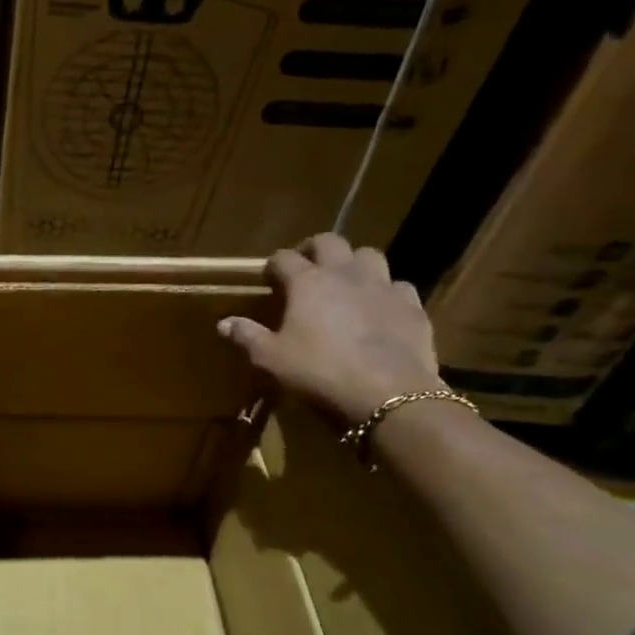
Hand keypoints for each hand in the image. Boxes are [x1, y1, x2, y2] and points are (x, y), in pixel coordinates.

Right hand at [218, 233, 446, 425]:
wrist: (389, 392)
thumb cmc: (320, 372)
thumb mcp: (271, 359)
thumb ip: (247, 336)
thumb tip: (223, 323)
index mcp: (307, 282)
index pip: (284, 258)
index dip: (273, 265)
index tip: (268, 278)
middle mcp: (345, 273)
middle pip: (330, 242)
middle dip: (314, 249)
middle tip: (306, 267)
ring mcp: (383, 286)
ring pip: (369, 255)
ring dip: (354, 263)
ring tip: (346, 281)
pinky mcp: (411, 305)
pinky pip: (398, 286)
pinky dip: (386, 291)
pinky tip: (380, 308)